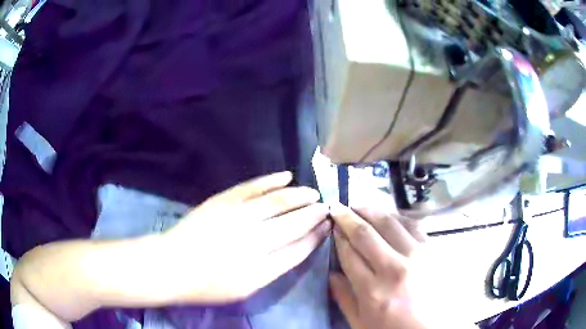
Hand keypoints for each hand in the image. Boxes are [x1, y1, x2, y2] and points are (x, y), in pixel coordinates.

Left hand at [163, 171, 330, 303]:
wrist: (173, 264)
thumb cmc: (210, 284)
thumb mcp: (247, 287)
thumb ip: (276, 266)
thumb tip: (302, 244)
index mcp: (259, 266)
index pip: (299, 247)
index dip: (316, 235)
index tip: (328, 226)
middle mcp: (251, 238)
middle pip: (292, 221)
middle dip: (313, 213)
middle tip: (326, 206)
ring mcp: (236, 215)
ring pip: (276, 200)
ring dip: (298, 195)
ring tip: (313, 193)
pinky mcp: (223, 200)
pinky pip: (252, 186)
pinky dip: (271, 180)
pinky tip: (286, 176)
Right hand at [329, 202, 432, 328]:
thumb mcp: (361, 323)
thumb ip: (344, 298)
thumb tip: (331, 273)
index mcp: (372, 291)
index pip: (349, 254)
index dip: (338, 237)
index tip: (332, 226)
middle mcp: (394, 268)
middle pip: (365, 234)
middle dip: (347, 217)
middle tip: (338, 207)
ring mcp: (417, 256)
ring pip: (389, 222)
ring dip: (370, 210)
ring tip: (359, 205)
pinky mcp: (433, 249)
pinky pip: (413, 224)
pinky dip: (397, 216)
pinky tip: (388, 214)